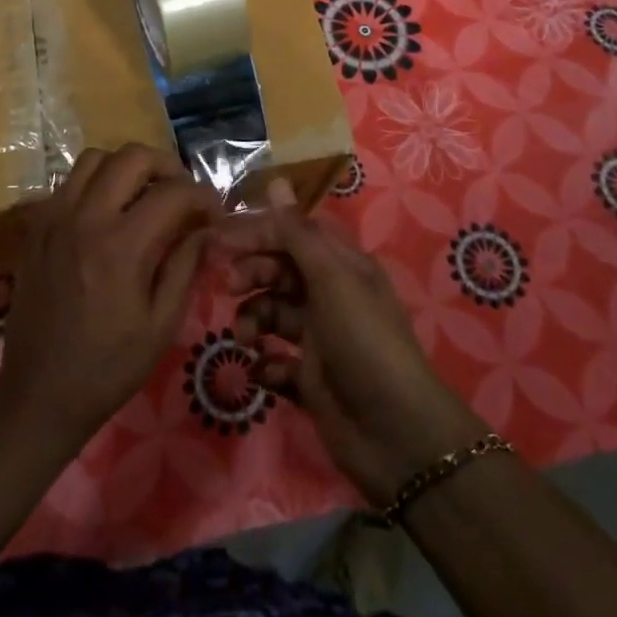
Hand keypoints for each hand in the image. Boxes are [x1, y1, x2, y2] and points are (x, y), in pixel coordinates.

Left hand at [0, 145, 221, 451]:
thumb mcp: (162, 324)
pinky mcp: (35, 227)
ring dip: (125, 167)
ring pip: (94, 158)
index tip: (214, 213)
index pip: (172, 192)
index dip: (202, 196)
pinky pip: (67, 182)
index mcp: (121, 245)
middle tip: (180, 193)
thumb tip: (205, 228)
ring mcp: (54, 218)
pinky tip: (107, 213)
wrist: (39, 394)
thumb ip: (185, 266)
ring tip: (142, 194)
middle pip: (131, 156)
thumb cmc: (108, 366)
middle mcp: (85, 218)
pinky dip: (94, 183)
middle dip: (166, 165)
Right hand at [227, 182, 491, 505]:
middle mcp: (330, 295)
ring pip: (272, 313)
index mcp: (342, 266)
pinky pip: (275, 359)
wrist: (396, 436)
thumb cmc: (364, 342)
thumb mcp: (331, 280)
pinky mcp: (310, 378)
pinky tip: (268, 372)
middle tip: (229, 286)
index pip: (293, 233)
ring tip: (246, 339)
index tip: (220, 240)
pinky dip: (266, 363)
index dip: (259, 232)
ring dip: (253, 320)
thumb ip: (297, 233)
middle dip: (252, 274)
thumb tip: (276, 180)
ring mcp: (319, 338)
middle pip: (280, 270)